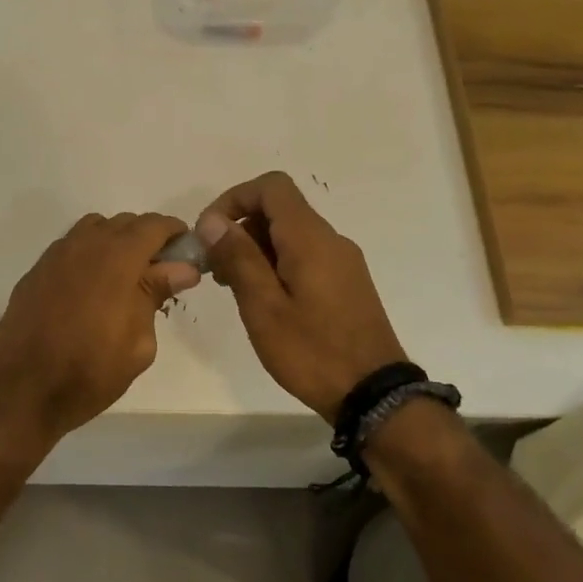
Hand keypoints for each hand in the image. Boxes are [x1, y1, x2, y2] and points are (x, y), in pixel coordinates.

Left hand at [0, 212, 198, 448]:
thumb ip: (156, 294)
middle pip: (123, 223)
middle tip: (160, 271)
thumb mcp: (138, 342)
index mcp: (116, 258)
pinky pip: (70, 249)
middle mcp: (84, 246)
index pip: (153, 226)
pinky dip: (88, 256)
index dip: (174, 232)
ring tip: (125, 277)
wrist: (21, 390)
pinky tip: (91, 289)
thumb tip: (181, 268)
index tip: (186, 251)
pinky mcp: (35, 273)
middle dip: (146, 238)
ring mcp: (54, 257)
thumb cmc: (90, 371)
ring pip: (93, 230)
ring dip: (115, 242)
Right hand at [197, 172, 405, 420]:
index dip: (234, 199)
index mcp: (310, 239)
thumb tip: (213, 220)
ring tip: (233, 288)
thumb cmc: (311, 351)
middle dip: (240, 228)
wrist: (373, 394)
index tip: (210, 233)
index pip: (271, 187)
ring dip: (256, 249)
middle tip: (215, 268)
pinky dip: (276, 264)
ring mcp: (342, 262)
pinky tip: (263, 300)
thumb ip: (239, 257)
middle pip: (280, 210)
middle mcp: (330, 240)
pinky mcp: (347, 283)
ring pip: (291, 235)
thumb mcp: (263, 306)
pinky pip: (305, 256)